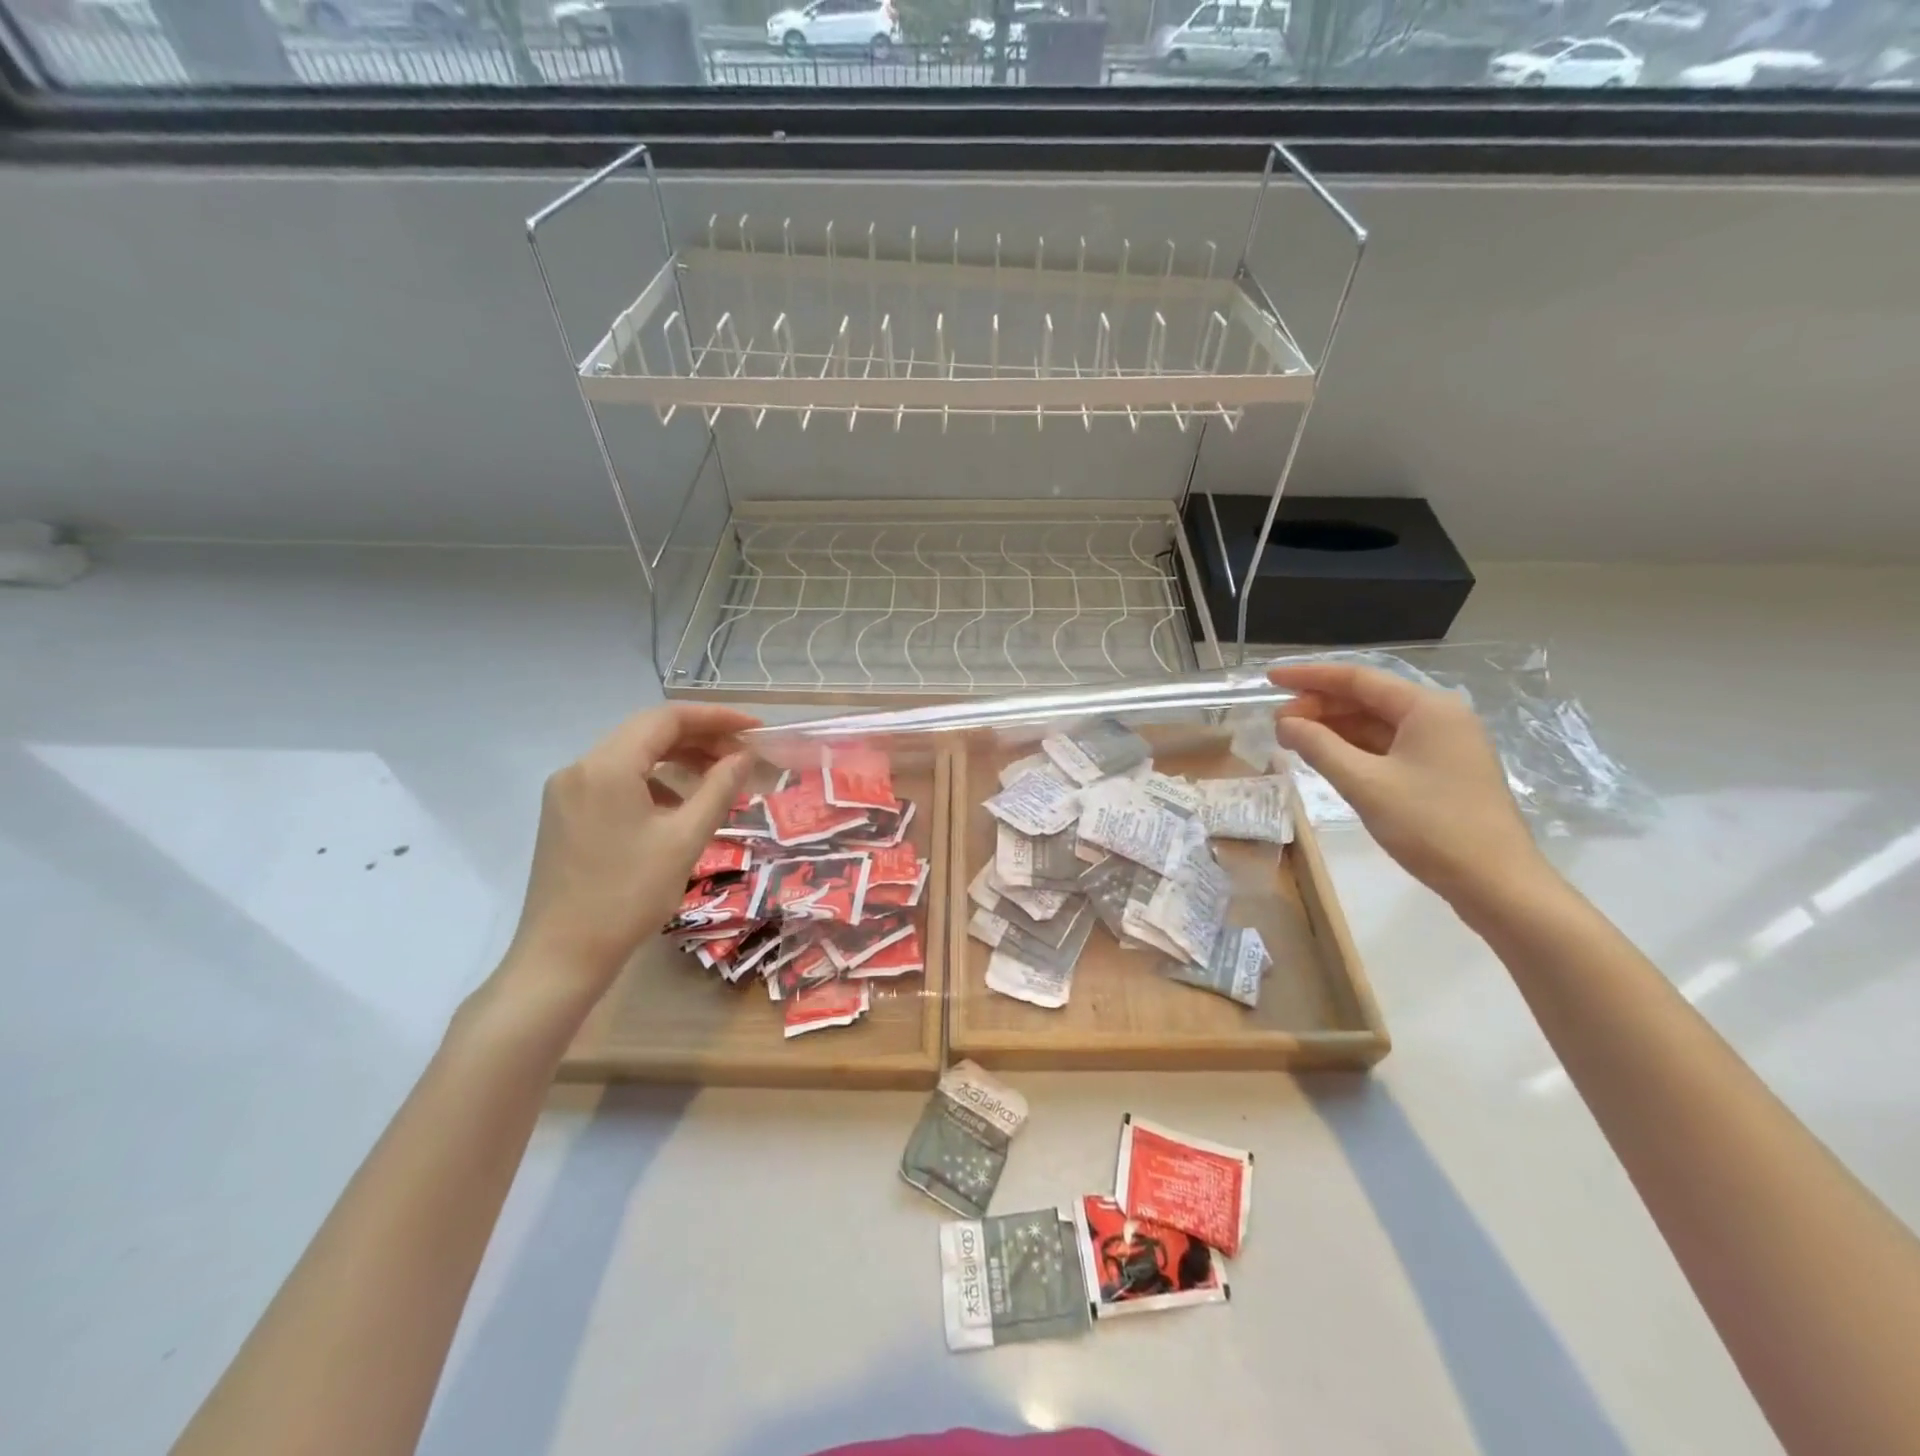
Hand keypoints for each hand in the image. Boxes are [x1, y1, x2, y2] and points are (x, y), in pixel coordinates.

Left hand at [501, 704, 760, 1011]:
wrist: (561, 956)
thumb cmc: (628, 896)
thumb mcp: (685, 840)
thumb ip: (719, 789)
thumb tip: (744, 756)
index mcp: (607, 767)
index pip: (667, 718)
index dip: (716, 717)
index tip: (755, 728)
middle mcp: (580, 767)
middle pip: (648, 733)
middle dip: (700, 738)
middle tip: (744, 754)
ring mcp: (567, 791)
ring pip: (632, 756)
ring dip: (678, 759)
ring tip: (720, 778)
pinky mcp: (565, 813)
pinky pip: (617, 780)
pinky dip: (654, 782)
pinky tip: (679, 806)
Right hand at [1270, 662, 1547, 910]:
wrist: (1496, 882)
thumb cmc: (1430, 825)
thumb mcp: (1364, 784)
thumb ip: (1319, 747)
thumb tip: (1285, 723)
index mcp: (1427, 708)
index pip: (1357, 678)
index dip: (1309, 677)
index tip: (1270, 679)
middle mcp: (1439, 716)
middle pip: (1367, 699)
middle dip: (1319, 706)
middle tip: (1277, 723)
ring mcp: (1443, 745)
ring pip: (1376, 724)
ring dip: (1334, 729)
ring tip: (1292, 740)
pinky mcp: (1441, 772)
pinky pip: (1388, 747)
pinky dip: (1354, 748)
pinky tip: (1327, 758)